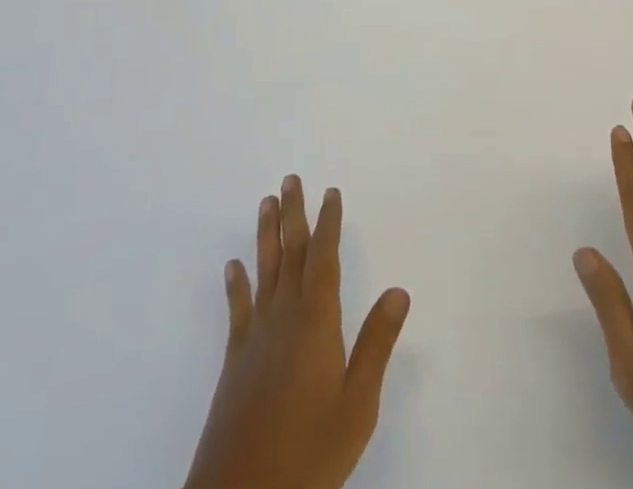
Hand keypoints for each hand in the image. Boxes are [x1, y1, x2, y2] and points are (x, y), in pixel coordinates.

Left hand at [184, 176, 410, 488]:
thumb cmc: (309, 452)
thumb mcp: (357, 404)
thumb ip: (376, 344)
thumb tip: (399, 290)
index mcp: (316, 321)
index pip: (324, 258)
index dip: (328, 222)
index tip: (331, 192)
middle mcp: (284, 317)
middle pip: (290, 253)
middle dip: (293, 214)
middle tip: (291, 178)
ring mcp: (255, 337)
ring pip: (263, 271)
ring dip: (266, 234)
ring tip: (266, 202)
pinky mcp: (235, 361)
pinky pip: (238, 309)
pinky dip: (236, 284)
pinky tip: (233, 266)